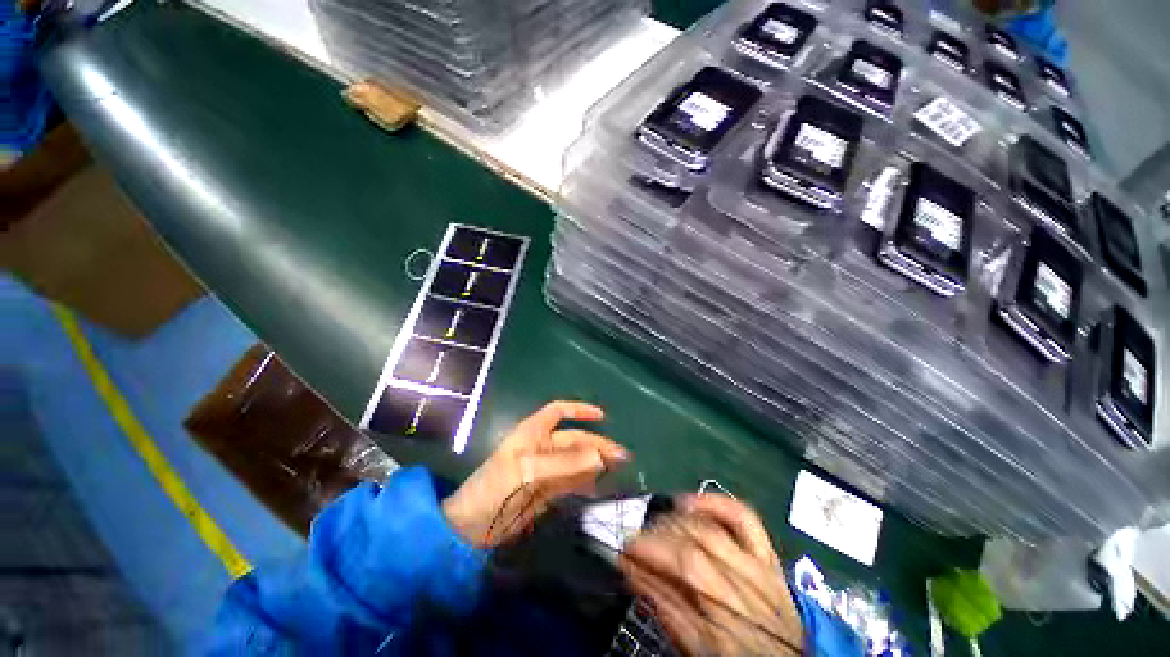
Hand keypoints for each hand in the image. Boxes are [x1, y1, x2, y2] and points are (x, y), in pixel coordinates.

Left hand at [442, 401, 627, 547]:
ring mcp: (546, 469)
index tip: (602, 416)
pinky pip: (573, 481)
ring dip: (596, 462)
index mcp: (533, 432)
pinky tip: (601, 484)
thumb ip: (564, 463)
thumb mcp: (527, 471)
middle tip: (621, 456)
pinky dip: (587, 481)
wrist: (472, 529)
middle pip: (574, 439)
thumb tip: (599, 455)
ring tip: (618, 468)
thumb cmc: (494, 488)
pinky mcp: (548, 490)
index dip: (579, 410)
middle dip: (596, 444)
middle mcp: (542, 447)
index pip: (558, 412)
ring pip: (576, 460)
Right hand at [620, 494, 803, 655]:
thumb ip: (667, 612)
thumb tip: (634, 572)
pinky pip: (744, 519)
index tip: (622, 552)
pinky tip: (690, 501)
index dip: (647, 556)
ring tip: (656, 524)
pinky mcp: (767, 556)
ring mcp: (758, 568)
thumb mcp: (697, 650)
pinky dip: (716, 503)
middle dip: (655, 539)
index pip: (680, 574)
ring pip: (710, 531)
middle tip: (634, 540)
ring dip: (675, 522)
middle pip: (691, 549)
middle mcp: (742, 591)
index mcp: (725, 625)